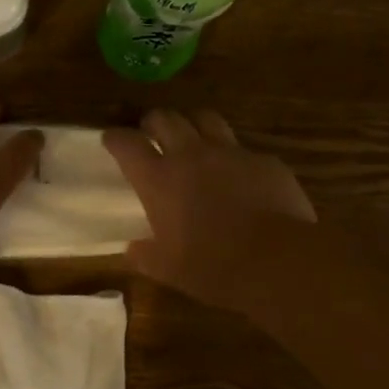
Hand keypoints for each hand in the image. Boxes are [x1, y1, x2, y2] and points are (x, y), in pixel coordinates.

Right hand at [104, 108, 316, 313]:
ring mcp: (230, 153)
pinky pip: (244, 149)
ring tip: (194, 138)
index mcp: (159, 180)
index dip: (116, 138)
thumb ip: (145, 255)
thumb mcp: (168, 269)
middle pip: (165, 118)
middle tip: (152, 133)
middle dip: (154, 122)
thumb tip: (132, 250)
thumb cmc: (213, 267)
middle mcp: (190, 156)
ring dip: (194, 124)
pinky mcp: (264, 161)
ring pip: (206, 119)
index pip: (127, 144)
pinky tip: (240, 175)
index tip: (111, 139)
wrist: (277, 260)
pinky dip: (235, 157)